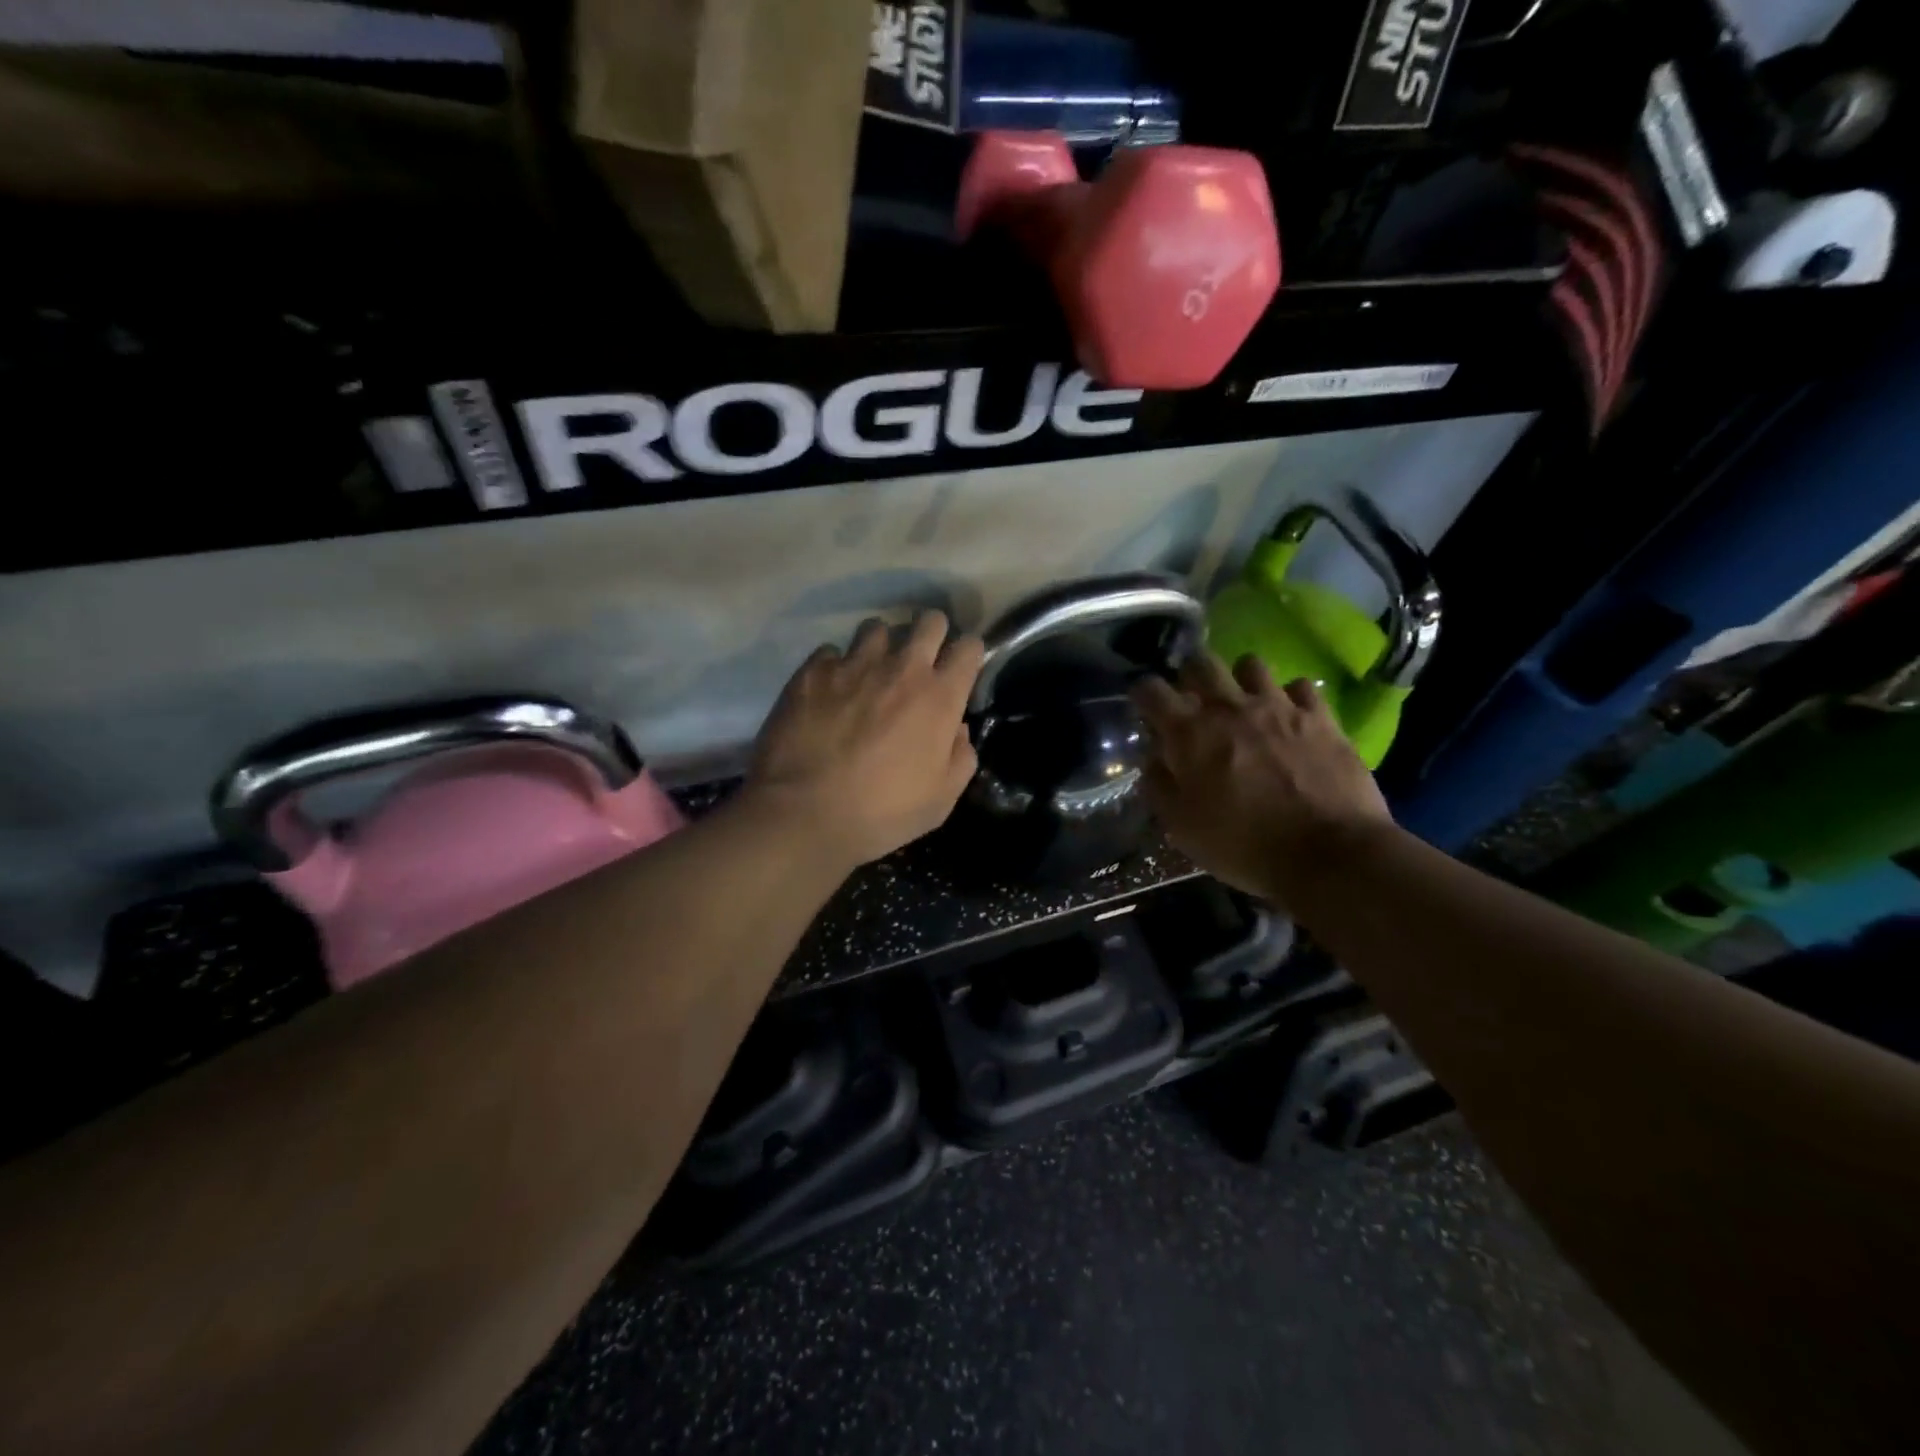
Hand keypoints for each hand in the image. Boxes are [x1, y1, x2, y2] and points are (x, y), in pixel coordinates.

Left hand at [744, 612, 984, 867]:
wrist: (803, 814)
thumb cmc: (881, 814)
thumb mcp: (940, 801)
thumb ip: (960, 758)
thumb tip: (958, 730)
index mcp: (939, 697)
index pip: (969, 646)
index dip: (968, 654)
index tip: (959, 670)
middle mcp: (901, 668)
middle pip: (928, 620)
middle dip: (931, 634)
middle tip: (921, 661)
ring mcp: (853, 664)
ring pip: (877, 628)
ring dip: (881, 646)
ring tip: (870, 672)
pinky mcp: (812, 671)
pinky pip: (831, 653)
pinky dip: (836, 667)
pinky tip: (830, 692)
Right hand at [1130, 651, 1394, 911]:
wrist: (1330, 854)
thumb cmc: (1244, 845)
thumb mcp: (1183, 828)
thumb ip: (1160, 786)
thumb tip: (1153, 760)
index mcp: (1190, 734)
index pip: (1151, 690)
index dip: (1143, 694)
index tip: (1145, 706)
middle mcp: (1230, 708)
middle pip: (1201, 663)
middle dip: (1190, 675)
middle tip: (1193, 699)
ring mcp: (1279, 707)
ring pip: (1250, 665)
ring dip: (1240, 680)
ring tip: (1243, 703)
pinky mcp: (1320, 717)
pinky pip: (1300, 686)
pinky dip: (1290, 697)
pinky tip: (1290, 717)